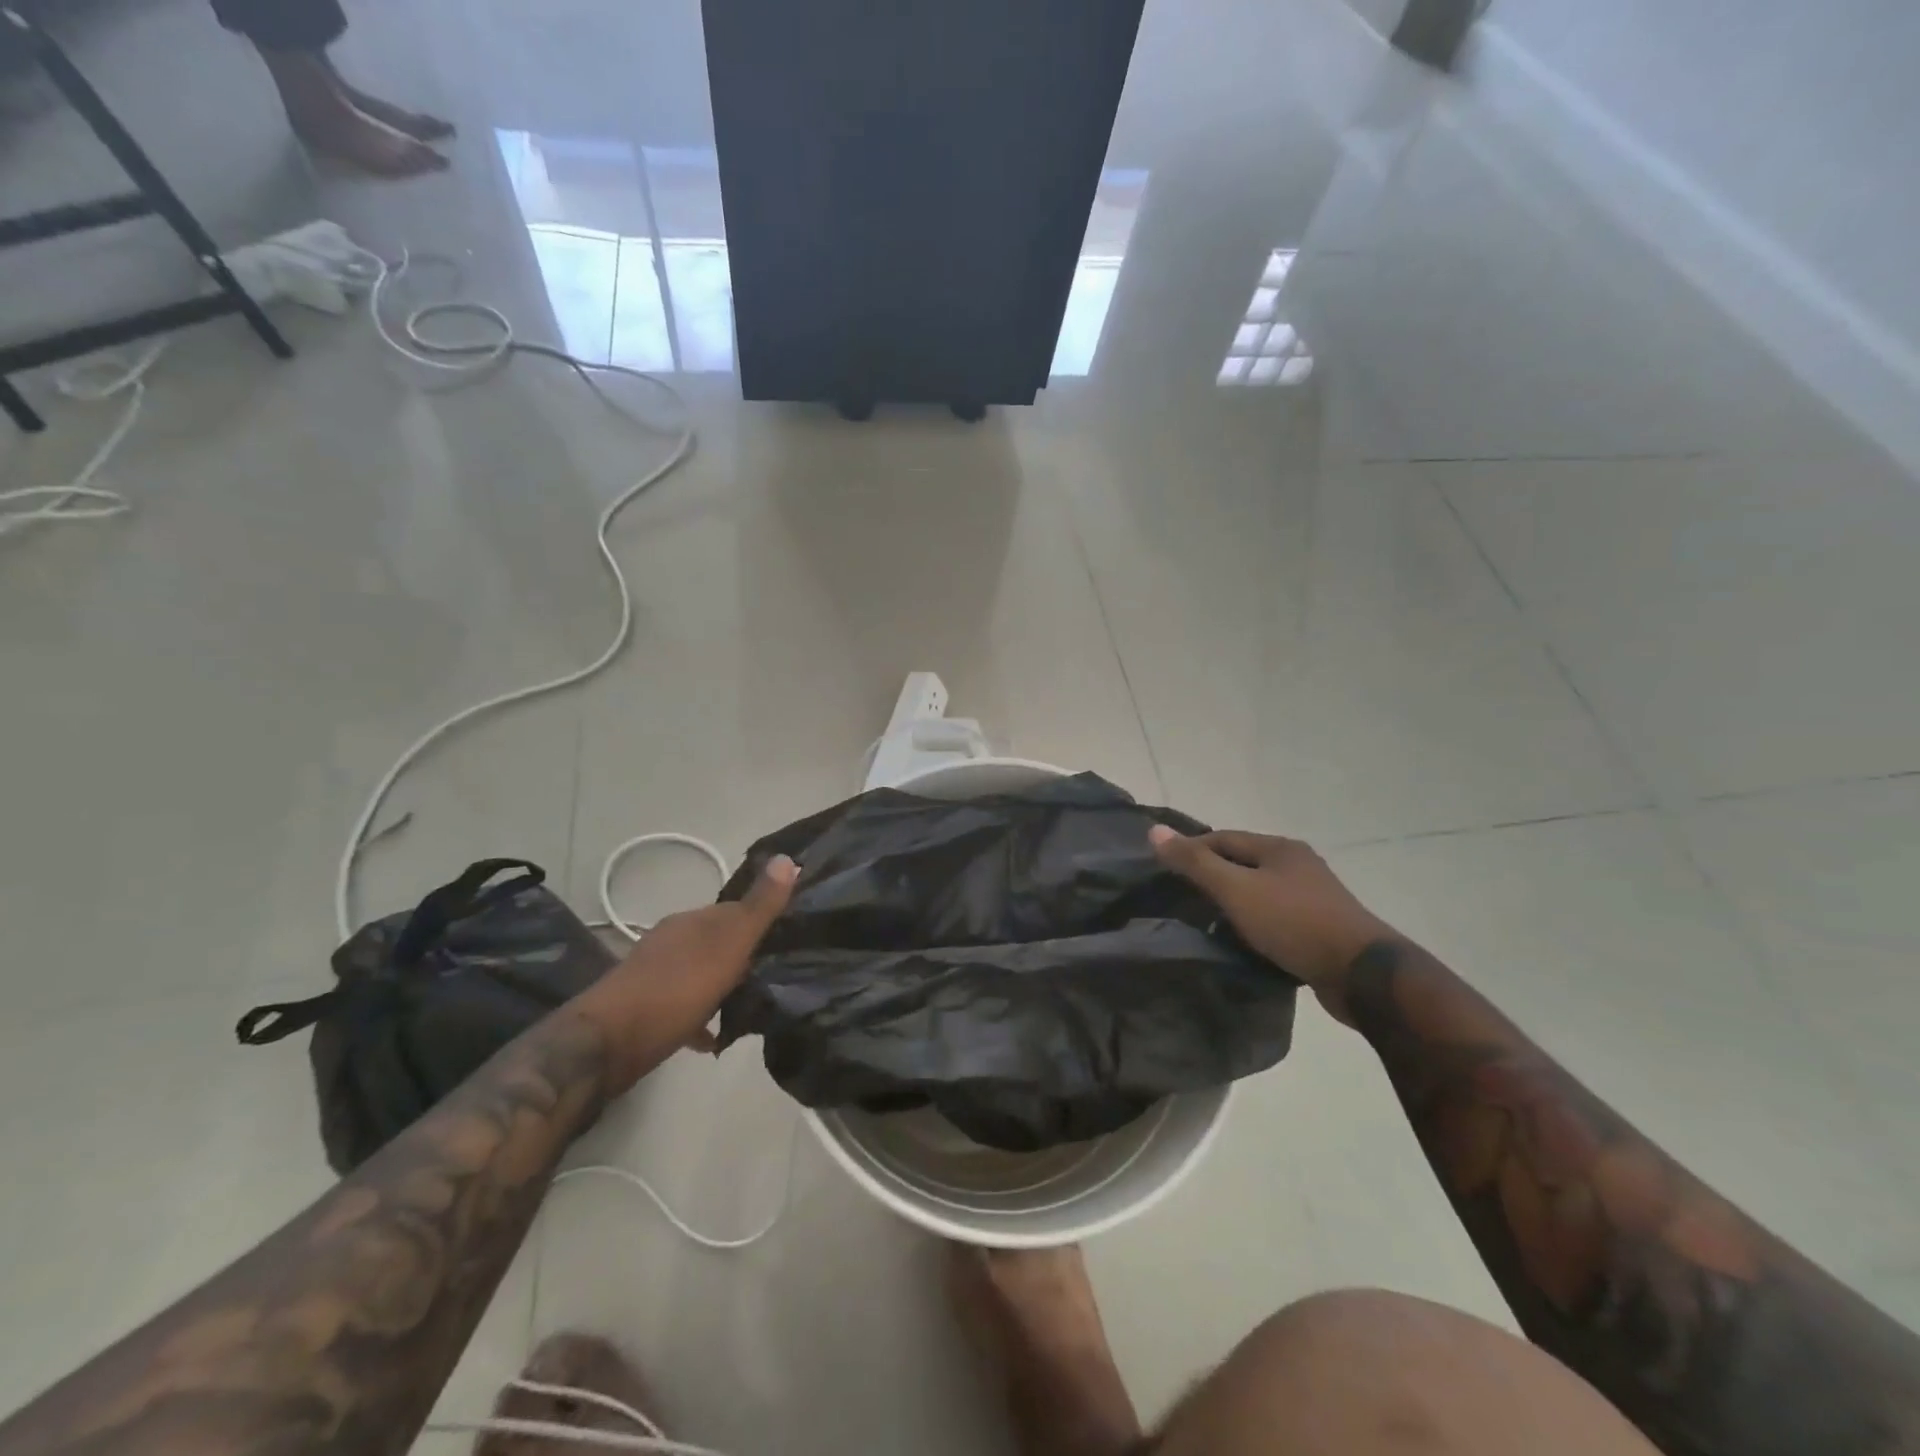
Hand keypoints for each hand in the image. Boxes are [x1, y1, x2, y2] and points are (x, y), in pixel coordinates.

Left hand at [574, 854, 798, 1090]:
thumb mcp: (727, 945)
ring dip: (726, 987)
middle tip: (779, 976)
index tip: (792, 937)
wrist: (606, 1045)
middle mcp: (673, 941)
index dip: (765, 920)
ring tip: (754, 1007)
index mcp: (692, 921)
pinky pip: (685, 1006)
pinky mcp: (646, 1009)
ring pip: (703, 973)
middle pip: (720, 942)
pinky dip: (703, 1017)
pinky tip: (715, 1038)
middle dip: (747, 957)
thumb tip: (787, 857)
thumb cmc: (675, 989)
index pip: (737, 909)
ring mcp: (657, 974)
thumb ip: (759, 907)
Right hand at [1149, 827, 1394, 1020]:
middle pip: (1242, 863)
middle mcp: (1297, 864)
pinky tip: (1241, 942)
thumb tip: (1155, 830)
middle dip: (1212, 877)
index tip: (1164, 871)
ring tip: (1205, 924)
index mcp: (1279, 848)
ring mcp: (1313, 896)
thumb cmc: (1293, 922)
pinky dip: (1254, 924)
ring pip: (1259, 892)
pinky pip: (1275, 917)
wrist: (1361, 974)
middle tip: (1181, 898)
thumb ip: (1195, 862)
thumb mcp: (1236, 889)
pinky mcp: (1320, 927)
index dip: (1191, 850)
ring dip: (1233, 904)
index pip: (1223, 838)